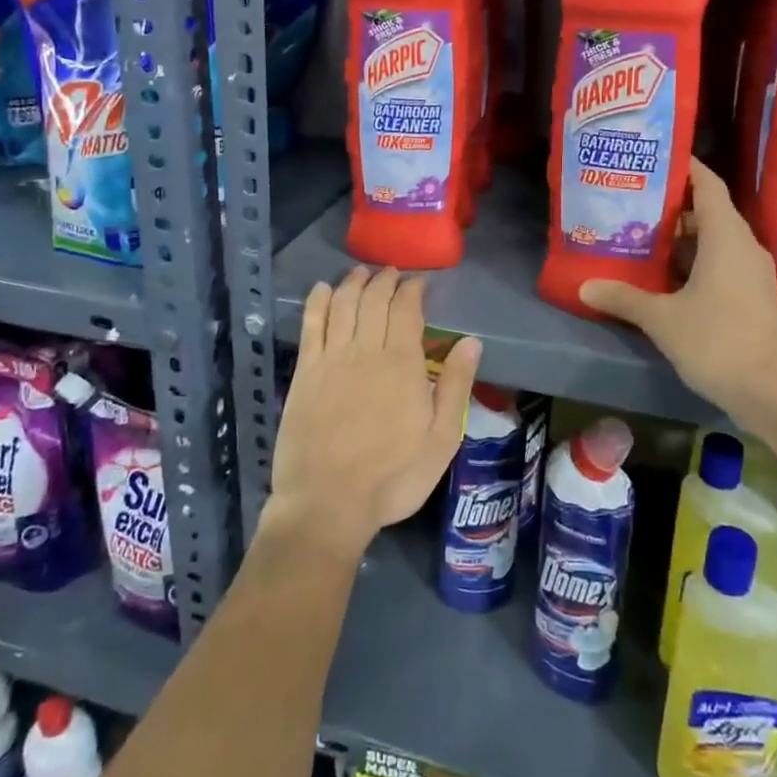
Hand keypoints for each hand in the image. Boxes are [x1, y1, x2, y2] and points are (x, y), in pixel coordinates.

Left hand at [265, 266, 479, 561]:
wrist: (328, 504)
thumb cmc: (393, 477)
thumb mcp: (441, 440)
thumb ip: (456, 386)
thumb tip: (471, 340)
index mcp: (402, 364)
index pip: (406, 309)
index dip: (412, 289)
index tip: (419, 281)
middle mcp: (365, 351)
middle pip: (374, 300)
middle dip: (384, 280)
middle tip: (392, 273)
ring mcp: (331, 360)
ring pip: (342, 305)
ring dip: (353, 283)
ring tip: (362, 272)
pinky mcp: (305, 373)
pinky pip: (311, 326)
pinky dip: (317, 302)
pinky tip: (321, 289)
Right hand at [579, 158, 776, 415]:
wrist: (773, 394)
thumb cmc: (718, 342)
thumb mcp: (663, 319)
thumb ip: (624, 298)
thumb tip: (585, 287)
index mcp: (727, 237)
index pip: (708, 184)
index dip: (684, 166)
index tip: (654, 157)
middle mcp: (744, 247)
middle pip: (708, 210)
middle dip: (672, 204)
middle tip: (633, 199)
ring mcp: (751, 273)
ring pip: (714, 240)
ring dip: (681, 236)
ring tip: (641, 232)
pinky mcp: (752, 296)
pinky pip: (720, 263)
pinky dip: (693, 260)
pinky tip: (664, 274)